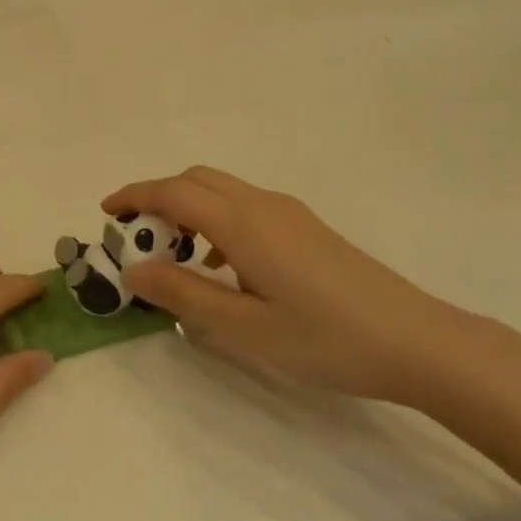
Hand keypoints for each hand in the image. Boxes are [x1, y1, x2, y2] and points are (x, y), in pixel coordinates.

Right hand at [104, 167, 494, 408]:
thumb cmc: (325, 338)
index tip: (105, 213)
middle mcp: (263, 204)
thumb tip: (134, 270)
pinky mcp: (306, 228)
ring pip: (223, 192)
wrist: (416, 340)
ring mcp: (289, 213)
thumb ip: (184, 294)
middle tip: (135, 238)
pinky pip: (245, 209)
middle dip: (158, 198)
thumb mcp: (245, 327)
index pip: (173, 192)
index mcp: (243, 222)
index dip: (134, 197)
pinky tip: (223, 270)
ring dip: (188, 210)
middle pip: (196, 180)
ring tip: (174, 257)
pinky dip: (216, 222)